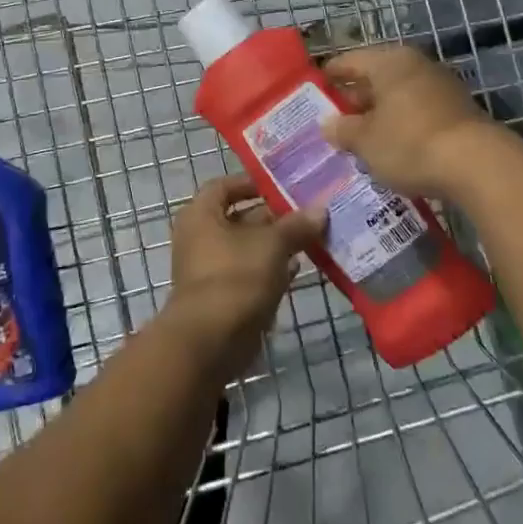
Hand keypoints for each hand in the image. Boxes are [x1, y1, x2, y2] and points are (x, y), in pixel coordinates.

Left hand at [165, 175, 322, 379]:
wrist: (211, 340)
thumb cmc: (236, 277)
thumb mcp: (272, 245)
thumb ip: (296, 225)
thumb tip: (321, 209)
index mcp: (201, 215)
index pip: (224, 186)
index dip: (251, 183)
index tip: (281, 185)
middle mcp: (201, 237)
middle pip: (239, 217)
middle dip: (273, 216)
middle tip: (307, 212)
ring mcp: (211, 268)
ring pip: (247, 248)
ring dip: (275, 244)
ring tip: (311, 237)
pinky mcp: (224, 296)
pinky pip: (249, 273)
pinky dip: (271, 269)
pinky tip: (298, 268)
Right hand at [320, 44, 495, 197]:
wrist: (477, 165)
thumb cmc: (409, 143)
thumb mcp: (365, 141)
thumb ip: (342, 130)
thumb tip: (328, 124)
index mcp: (389, 62)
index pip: (349, 61)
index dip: (330, 75)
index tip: (314, 89)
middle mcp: (416, 65)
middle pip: (376, 77)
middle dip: (355, 98)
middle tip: (335, 119)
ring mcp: (441, 86)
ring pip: (399, 95)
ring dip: (380, 113)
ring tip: (361, 136)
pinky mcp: (459, 110)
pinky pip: (419, 111)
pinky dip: (403, 123)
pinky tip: (394, 146)